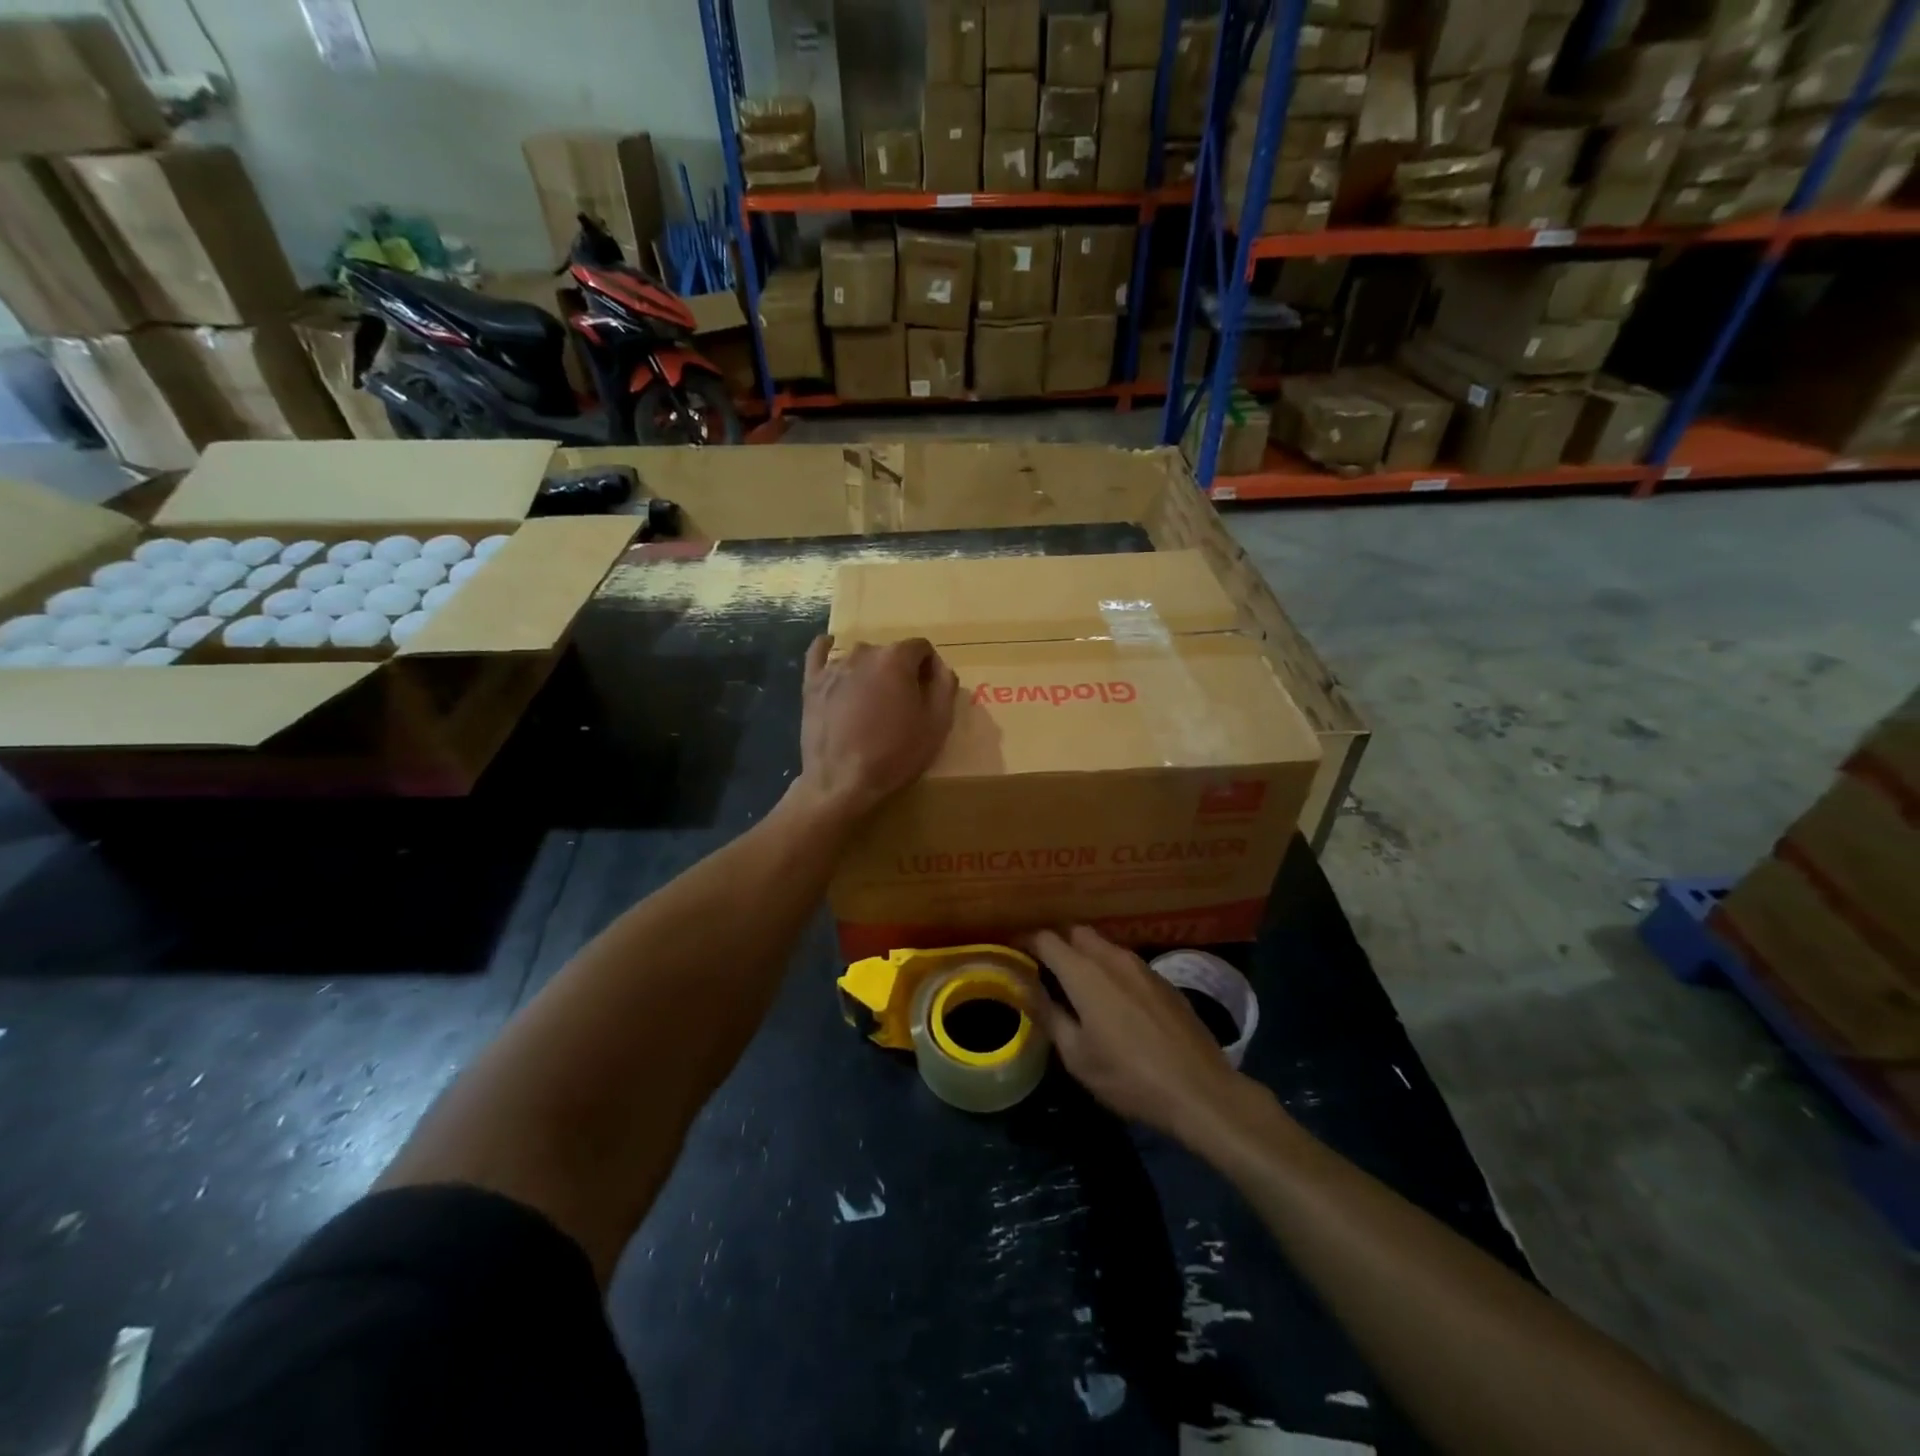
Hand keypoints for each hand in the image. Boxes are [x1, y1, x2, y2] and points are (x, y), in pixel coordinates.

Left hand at [796, 635, 956, 818]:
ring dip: (871, 671)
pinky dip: (827, 649)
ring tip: (871, 702)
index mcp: (896, 659)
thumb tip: (941, 667)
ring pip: (860, 658)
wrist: (841, 782)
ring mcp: (833, 667)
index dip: (930, 668)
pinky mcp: (811, 684)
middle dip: (900, 671)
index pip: (921, 648)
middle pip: (890, 653)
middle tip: (902, 704)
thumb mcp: (937, 725)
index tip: (929, 692)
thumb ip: (945, 687)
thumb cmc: (894, 755)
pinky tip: (830, 650)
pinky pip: (819, 653)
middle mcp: (863, 653)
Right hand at [1022, 927, 1249, 1143]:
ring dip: (1083, 953)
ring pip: (1103, 945)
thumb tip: (1027, 988)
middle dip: (1055, 941)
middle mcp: (1113, 958)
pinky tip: (1109, 996)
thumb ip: (1049, 1015)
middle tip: (1040, 964)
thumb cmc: (1129, 1077)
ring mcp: (1142, 967)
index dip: (1025, 940)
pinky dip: (1107, 967)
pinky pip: (1125, 961)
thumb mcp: (1077, 1056)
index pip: (1046, 939)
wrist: (1200, 1091)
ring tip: (1072, 980)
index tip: (1012, 949)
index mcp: (1085, 973)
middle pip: (1076, 932)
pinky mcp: (1163, 981)